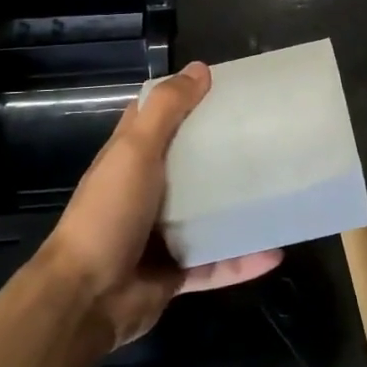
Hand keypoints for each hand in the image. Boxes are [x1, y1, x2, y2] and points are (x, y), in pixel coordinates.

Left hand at [37, 61, 282, 348]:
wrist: (86, 297)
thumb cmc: (109, 213)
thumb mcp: (135, 151)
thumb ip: (166, 110)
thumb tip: (200, 69)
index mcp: (131, 159)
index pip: (159, 119)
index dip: (187, 100)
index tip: (226, 89)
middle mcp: (147, 192)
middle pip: (190, 165)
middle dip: (223, 152)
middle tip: (267, 137)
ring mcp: (162, 235)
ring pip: (208, 215)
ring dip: (239, 209)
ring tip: (279, 193)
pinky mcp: (176, 272)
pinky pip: (217, 264)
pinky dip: (243, 260)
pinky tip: (276, 251)